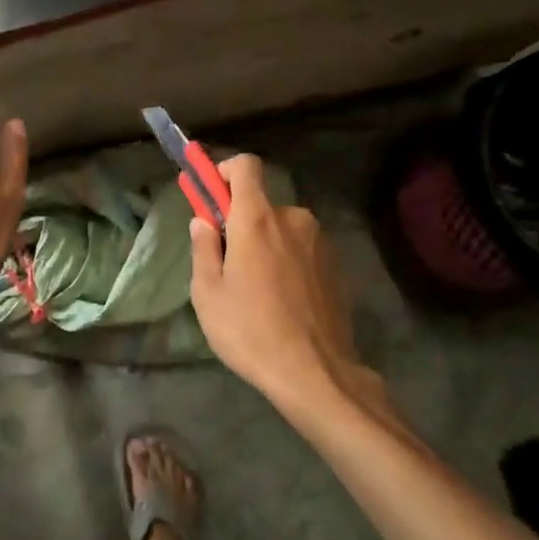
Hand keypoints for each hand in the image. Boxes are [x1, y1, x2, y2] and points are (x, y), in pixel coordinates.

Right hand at [189, 155, 380, 414]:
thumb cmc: (250, 331)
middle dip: (241, 223)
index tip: (211, 196)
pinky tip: (281, 300)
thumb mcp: (208, 293)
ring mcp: (319, 242)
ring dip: (265, 245)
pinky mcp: (335, 265)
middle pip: (261, 204)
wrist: (315, 373)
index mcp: (257, 220)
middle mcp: (292, 219)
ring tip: (255, 290)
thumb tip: (203, 222)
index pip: (246, 166)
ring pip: (282, 229)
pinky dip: (287, 261)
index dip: (225, 171)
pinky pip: (301, 249)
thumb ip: (204, 248)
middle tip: (227, 264)